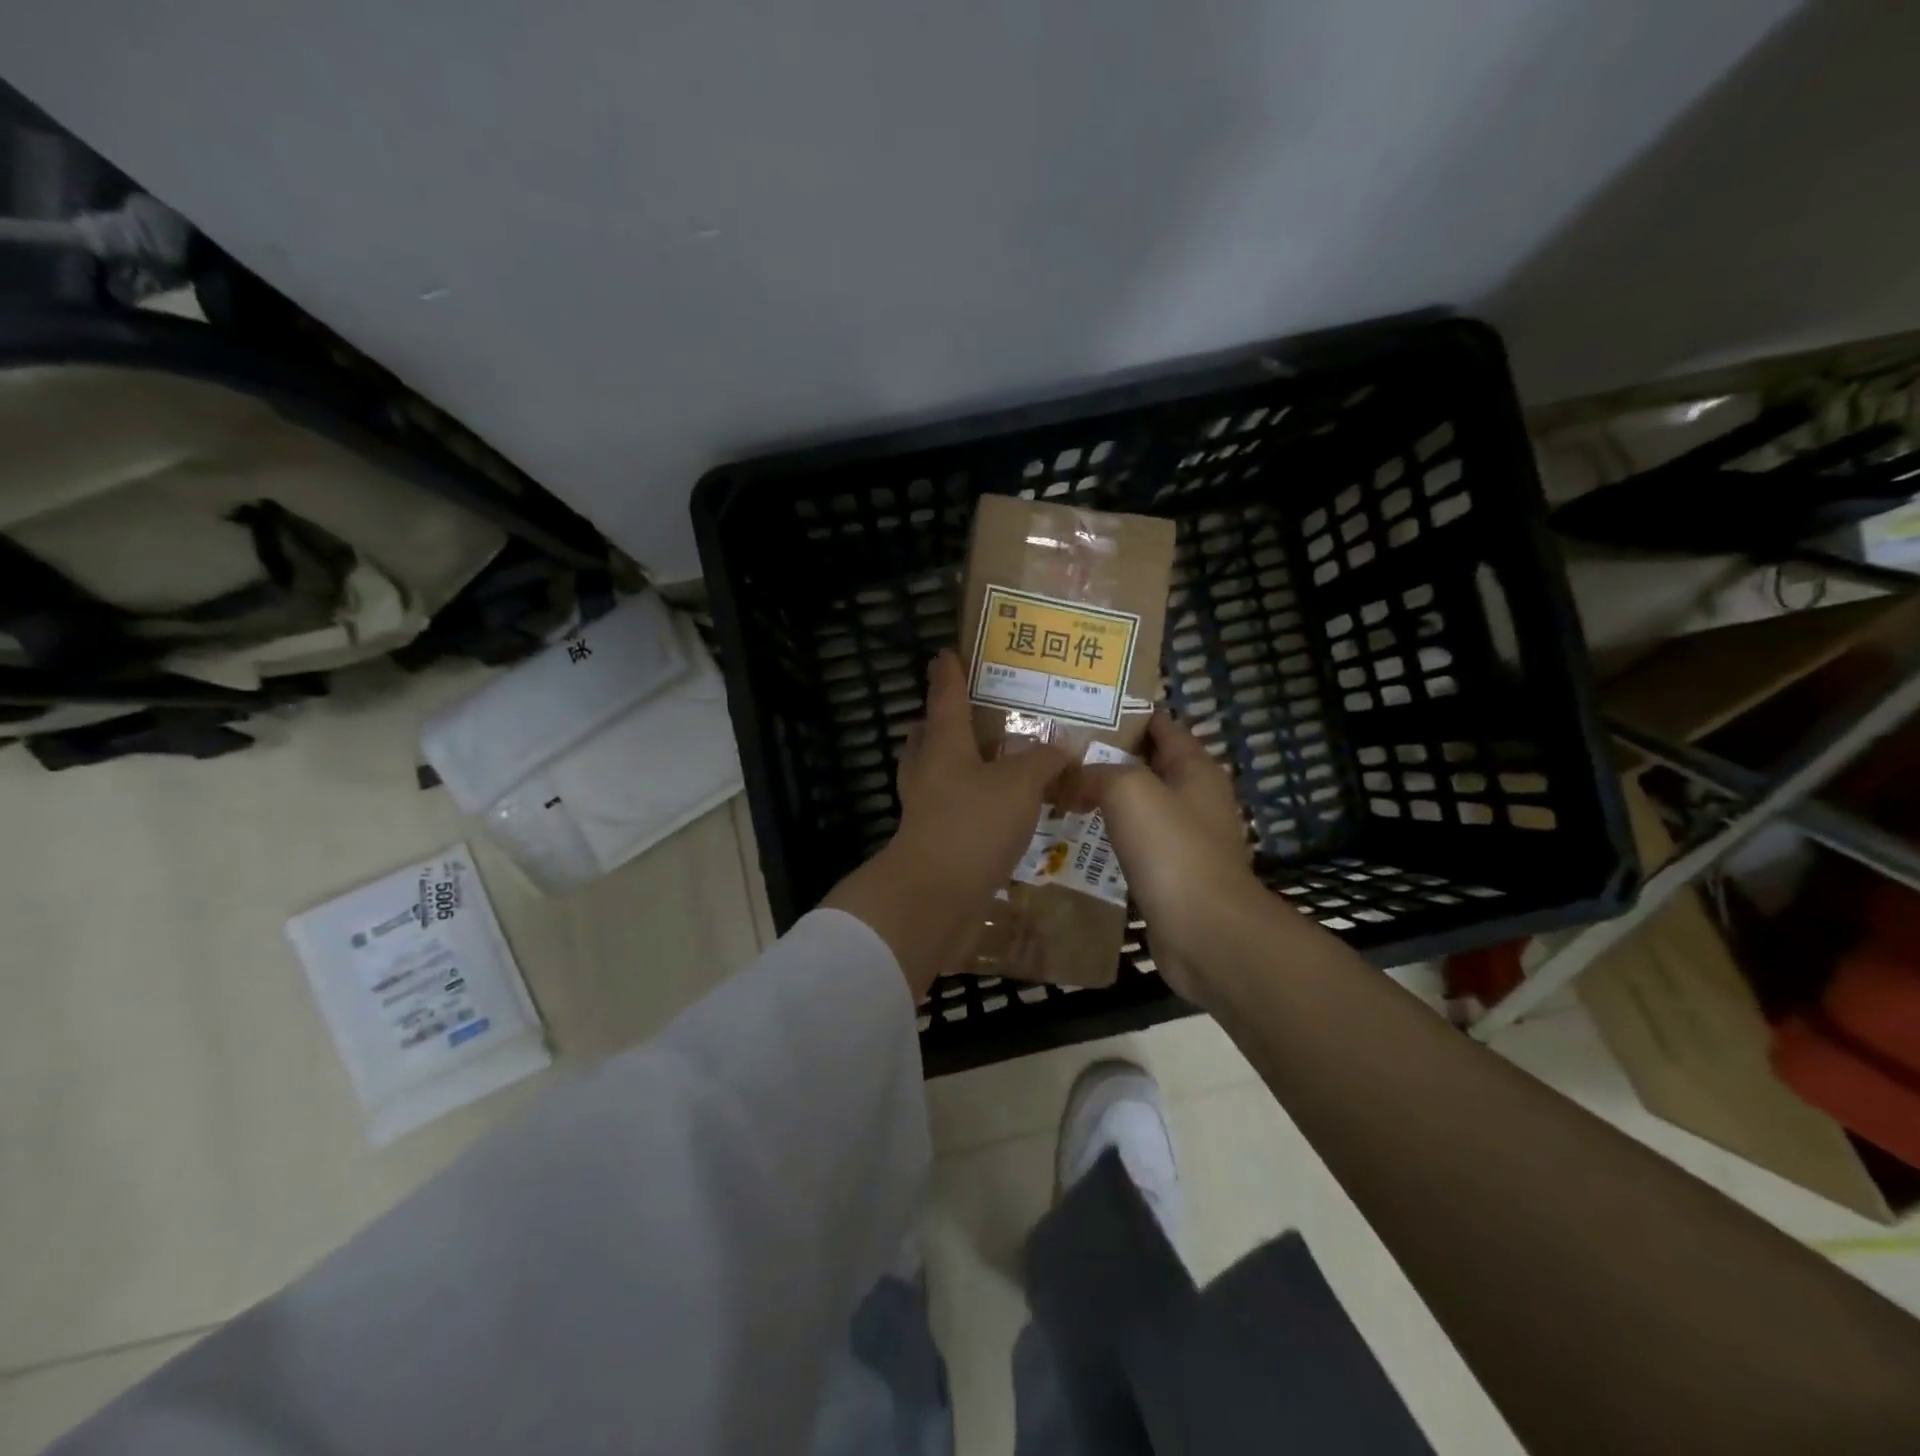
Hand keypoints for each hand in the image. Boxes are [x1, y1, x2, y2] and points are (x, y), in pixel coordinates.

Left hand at [825, 650, 1066, 998]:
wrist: (935, 896)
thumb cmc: (973, 824)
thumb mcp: (1020, 785)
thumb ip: (1043, 762)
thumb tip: (1063, 746)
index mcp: (943, 744)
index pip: (945, 697)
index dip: (948, 673)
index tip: (946, 653)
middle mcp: (927, 770)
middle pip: (929, 735)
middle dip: (943, 721)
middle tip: (971, 712)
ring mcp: (925, 807)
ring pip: (937, 773)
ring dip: (957, 763)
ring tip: (991, 761)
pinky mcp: (934, 839)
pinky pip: (951, 808)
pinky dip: (970, 801)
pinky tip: (998, 810)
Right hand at [1084, 712, 1263, 1004]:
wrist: (1204, 931)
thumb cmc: (1171, 849)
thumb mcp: (1129, 790)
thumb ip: (1096, 772)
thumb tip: (1070, 775)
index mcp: (1195, 768)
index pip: (1160, 725)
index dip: (1125, 714)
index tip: (1080, 710)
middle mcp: (1195, 798)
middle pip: (1147, 765)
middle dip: (1106, 757)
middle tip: (1057, 754)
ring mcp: (1186, 838)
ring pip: (1138, 806)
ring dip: (1104, 800)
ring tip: (1058, 792)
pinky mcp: (1172, 874)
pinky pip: (1135, 844)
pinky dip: (1109, 837)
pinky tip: (1076, 838)